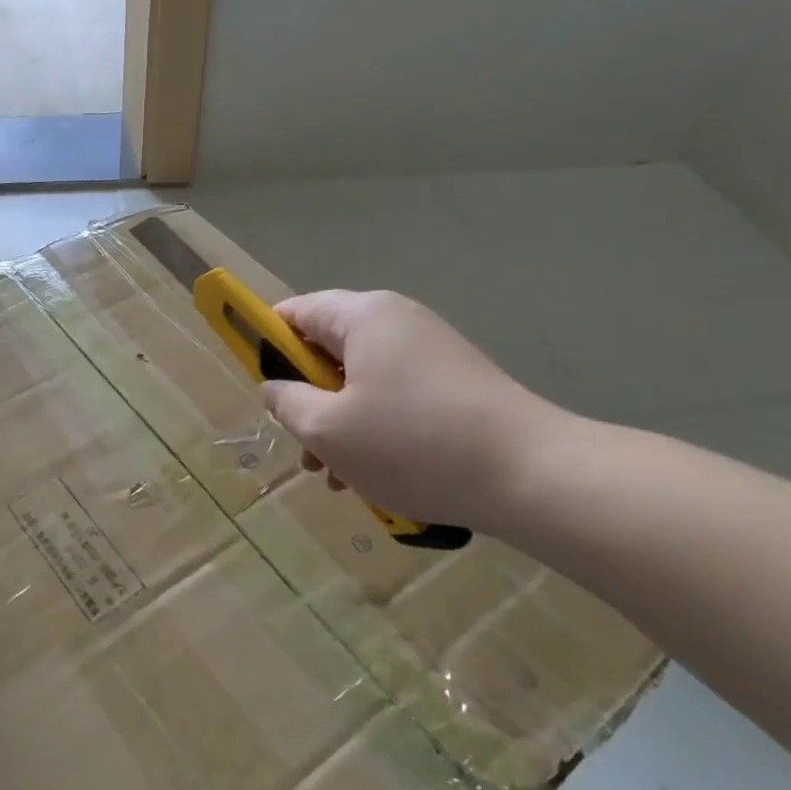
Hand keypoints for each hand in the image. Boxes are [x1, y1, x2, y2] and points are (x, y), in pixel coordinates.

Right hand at [261, 290, 575, 531]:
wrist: (529, 475)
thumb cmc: (412, 444)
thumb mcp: (328, 430)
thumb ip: (287, 402)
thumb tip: (275, 388)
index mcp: (363, 317)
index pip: (296, 311)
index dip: (267, 344)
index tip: (261, 390)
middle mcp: (398, 322)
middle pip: (329, 350)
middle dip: (308, 401)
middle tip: (303, 450)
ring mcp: (431, 352)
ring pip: (362, 382)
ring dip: (340, 425)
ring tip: (338, 477)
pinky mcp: (455, 383)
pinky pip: (396, 397)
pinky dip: (376, 430)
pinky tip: (377, 478)